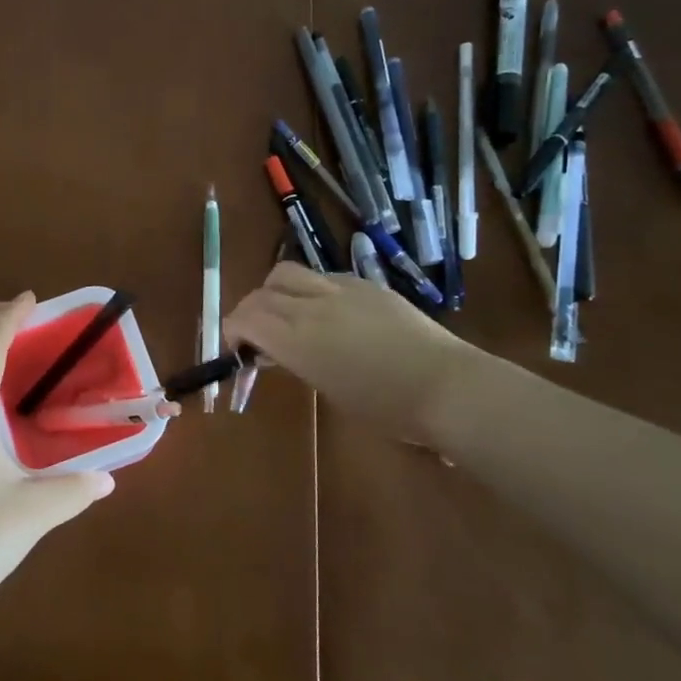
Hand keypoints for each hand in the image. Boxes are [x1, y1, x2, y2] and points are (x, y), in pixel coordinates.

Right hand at [224, 263, 475, 445]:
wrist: (447, 386)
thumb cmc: (387, 407)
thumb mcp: (328, 388)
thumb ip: (295, 361)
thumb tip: (276, 349)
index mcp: (297, 339)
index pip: (245, 318)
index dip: (232, 330)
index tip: (237, 349)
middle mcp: (311, 306)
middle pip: (261, 292)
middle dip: (249, 311)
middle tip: (256, 335)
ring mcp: (340, 288)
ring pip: (287, 273)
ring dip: (275, 292)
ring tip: (287, 315)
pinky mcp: (366, 284)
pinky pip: (322, 276)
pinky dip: (309, 290)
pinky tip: (327, 312)